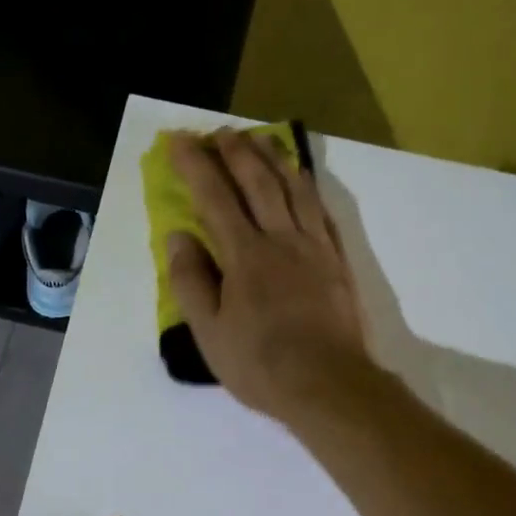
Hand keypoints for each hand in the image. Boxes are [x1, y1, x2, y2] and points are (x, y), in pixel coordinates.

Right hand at [166, 129, 370, 424]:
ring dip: (274, 159)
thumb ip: (191, 282)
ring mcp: (314, 248)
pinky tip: (303, 182)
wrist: (328, 384)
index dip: (195, 166)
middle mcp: (281, 239)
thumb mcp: (210, 332)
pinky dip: (309, 189)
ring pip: (295, 189)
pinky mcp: (337, 262)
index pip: (215, 198)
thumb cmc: (260, 364)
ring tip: (261, 140)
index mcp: (245, 255)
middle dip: (236, 151)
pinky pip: (322, 212)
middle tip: (220, 131)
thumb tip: (178, 236)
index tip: (178, 141)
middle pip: (258, 182)